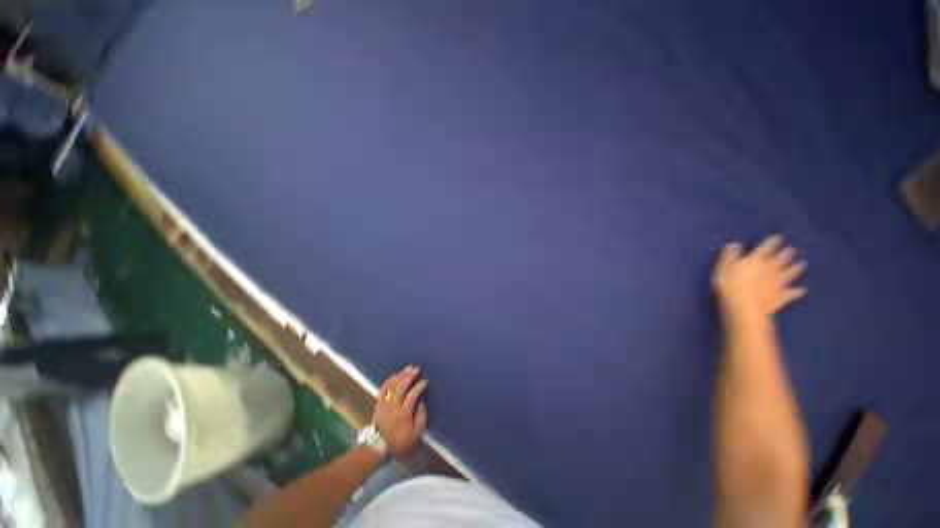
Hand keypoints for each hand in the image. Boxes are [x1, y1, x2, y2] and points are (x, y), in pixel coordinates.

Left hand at [373, 366, 428, 458]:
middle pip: (401, 387)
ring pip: (393, 386)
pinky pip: (383, 389)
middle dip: (409, 376)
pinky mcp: (378, 404)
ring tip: (408, 368)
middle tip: (417, 369)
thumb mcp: (414, 436)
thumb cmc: (398, 443)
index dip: (419, 386)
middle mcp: (394, 406)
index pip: (413, 395)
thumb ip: (421, 419)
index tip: (425, 381)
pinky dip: (389, 380)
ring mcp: (385, 404)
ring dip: (401, 375)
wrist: (376, 448)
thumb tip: (423, 404)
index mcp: (403, 414)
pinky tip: (395, 375)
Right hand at [712, 235, 806, 320]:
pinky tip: (803, 289)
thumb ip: (729, 257)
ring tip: (803, 263)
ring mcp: (779, 283)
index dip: (773, 241)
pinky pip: (793, 292)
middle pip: (782, 258)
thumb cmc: (729, 288)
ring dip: (797, 268)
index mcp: (756, 260)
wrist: (745, 309)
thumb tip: (734, 244)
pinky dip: (798, 291)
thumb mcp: (723, 270)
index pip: (766, 247)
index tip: (779, 237)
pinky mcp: (782, 296)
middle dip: (788, 253)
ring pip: (791, 273)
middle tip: (793, 249)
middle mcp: (771, 268)